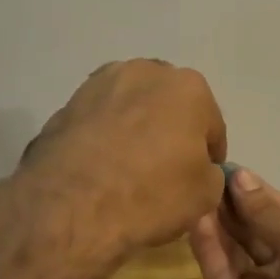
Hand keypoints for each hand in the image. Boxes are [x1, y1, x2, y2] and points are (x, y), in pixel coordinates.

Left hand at [0, 60, 227, 278]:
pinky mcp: (67, 104)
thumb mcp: (205, 194)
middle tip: (166, 168)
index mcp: (189, 87)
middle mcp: (146, 72)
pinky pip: (99, 121)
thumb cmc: (151, 193)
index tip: (203, 176)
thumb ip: (210, 172)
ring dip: (136, 128)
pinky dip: (104, 137)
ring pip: (131, 107)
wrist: (70, 206)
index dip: (210, 154)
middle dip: (172, 130)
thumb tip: (198, 168)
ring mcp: (101, 84)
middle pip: (169, 106)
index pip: (211, 125)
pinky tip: (101, 168)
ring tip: (129, 167)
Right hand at [188, 167, 279, 278]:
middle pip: (251, 224)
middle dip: (231, 200)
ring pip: (231, 244)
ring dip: (216, 218)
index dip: (253, 187)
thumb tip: (240, 177)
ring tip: (192, 189)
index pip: (277, 207)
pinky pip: (218, 271)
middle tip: (200, 172)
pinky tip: (194, 220)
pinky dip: (207, 246)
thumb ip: (270, 215)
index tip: (225, 164)